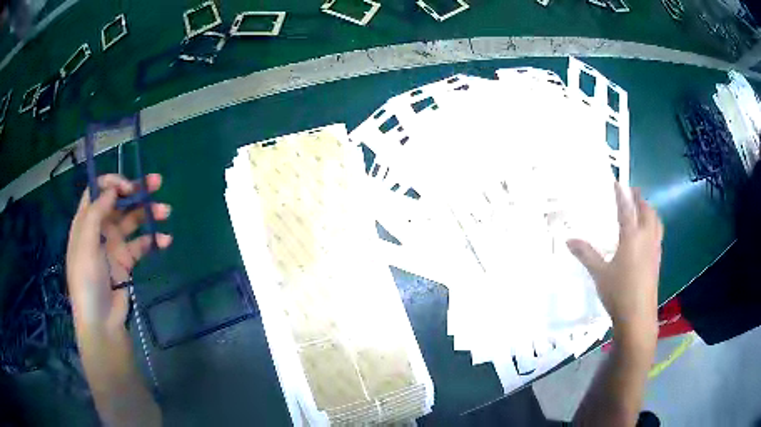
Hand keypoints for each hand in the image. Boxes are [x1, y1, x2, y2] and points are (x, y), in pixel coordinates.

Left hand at [66, 174, 171, 333]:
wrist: (102, 321)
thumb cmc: (87, 280)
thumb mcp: (86, 245)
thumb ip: (96, 213)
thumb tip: (112, 189)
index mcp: (86, 221)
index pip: (97, 191)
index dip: (112, 183)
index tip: (128, 187)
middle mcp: (100, 228)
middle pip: (118, 201)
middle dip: (136, 190)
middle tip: (156, 183)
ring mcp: (114, 244)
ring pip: (133, 220)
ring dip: (149, 213)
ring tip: (165, 211)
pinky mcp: (127, 260)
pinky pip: (142, 244)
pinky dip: (154, 240)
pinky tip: (165, 240)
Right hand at [567, 183, 662, 344]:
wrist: (638, 316)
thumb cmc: (618, 292)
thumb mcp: (599, 273)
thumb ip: (586, 254)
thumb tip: (568, 240)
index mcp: (632, 237)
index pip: (627, 209)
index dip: (622, 195)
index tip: (618, 183)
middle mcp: (646, 238)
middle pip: (647, 212)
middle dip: (640, 199)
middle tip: (633, 192)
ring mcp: (654, 250)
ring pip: (656, 222)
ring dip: (650, 211)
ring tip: (643, 209)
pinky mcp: (657, 261)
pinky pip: (658, 235)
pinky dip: (654, 226)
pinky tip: (648, 235)